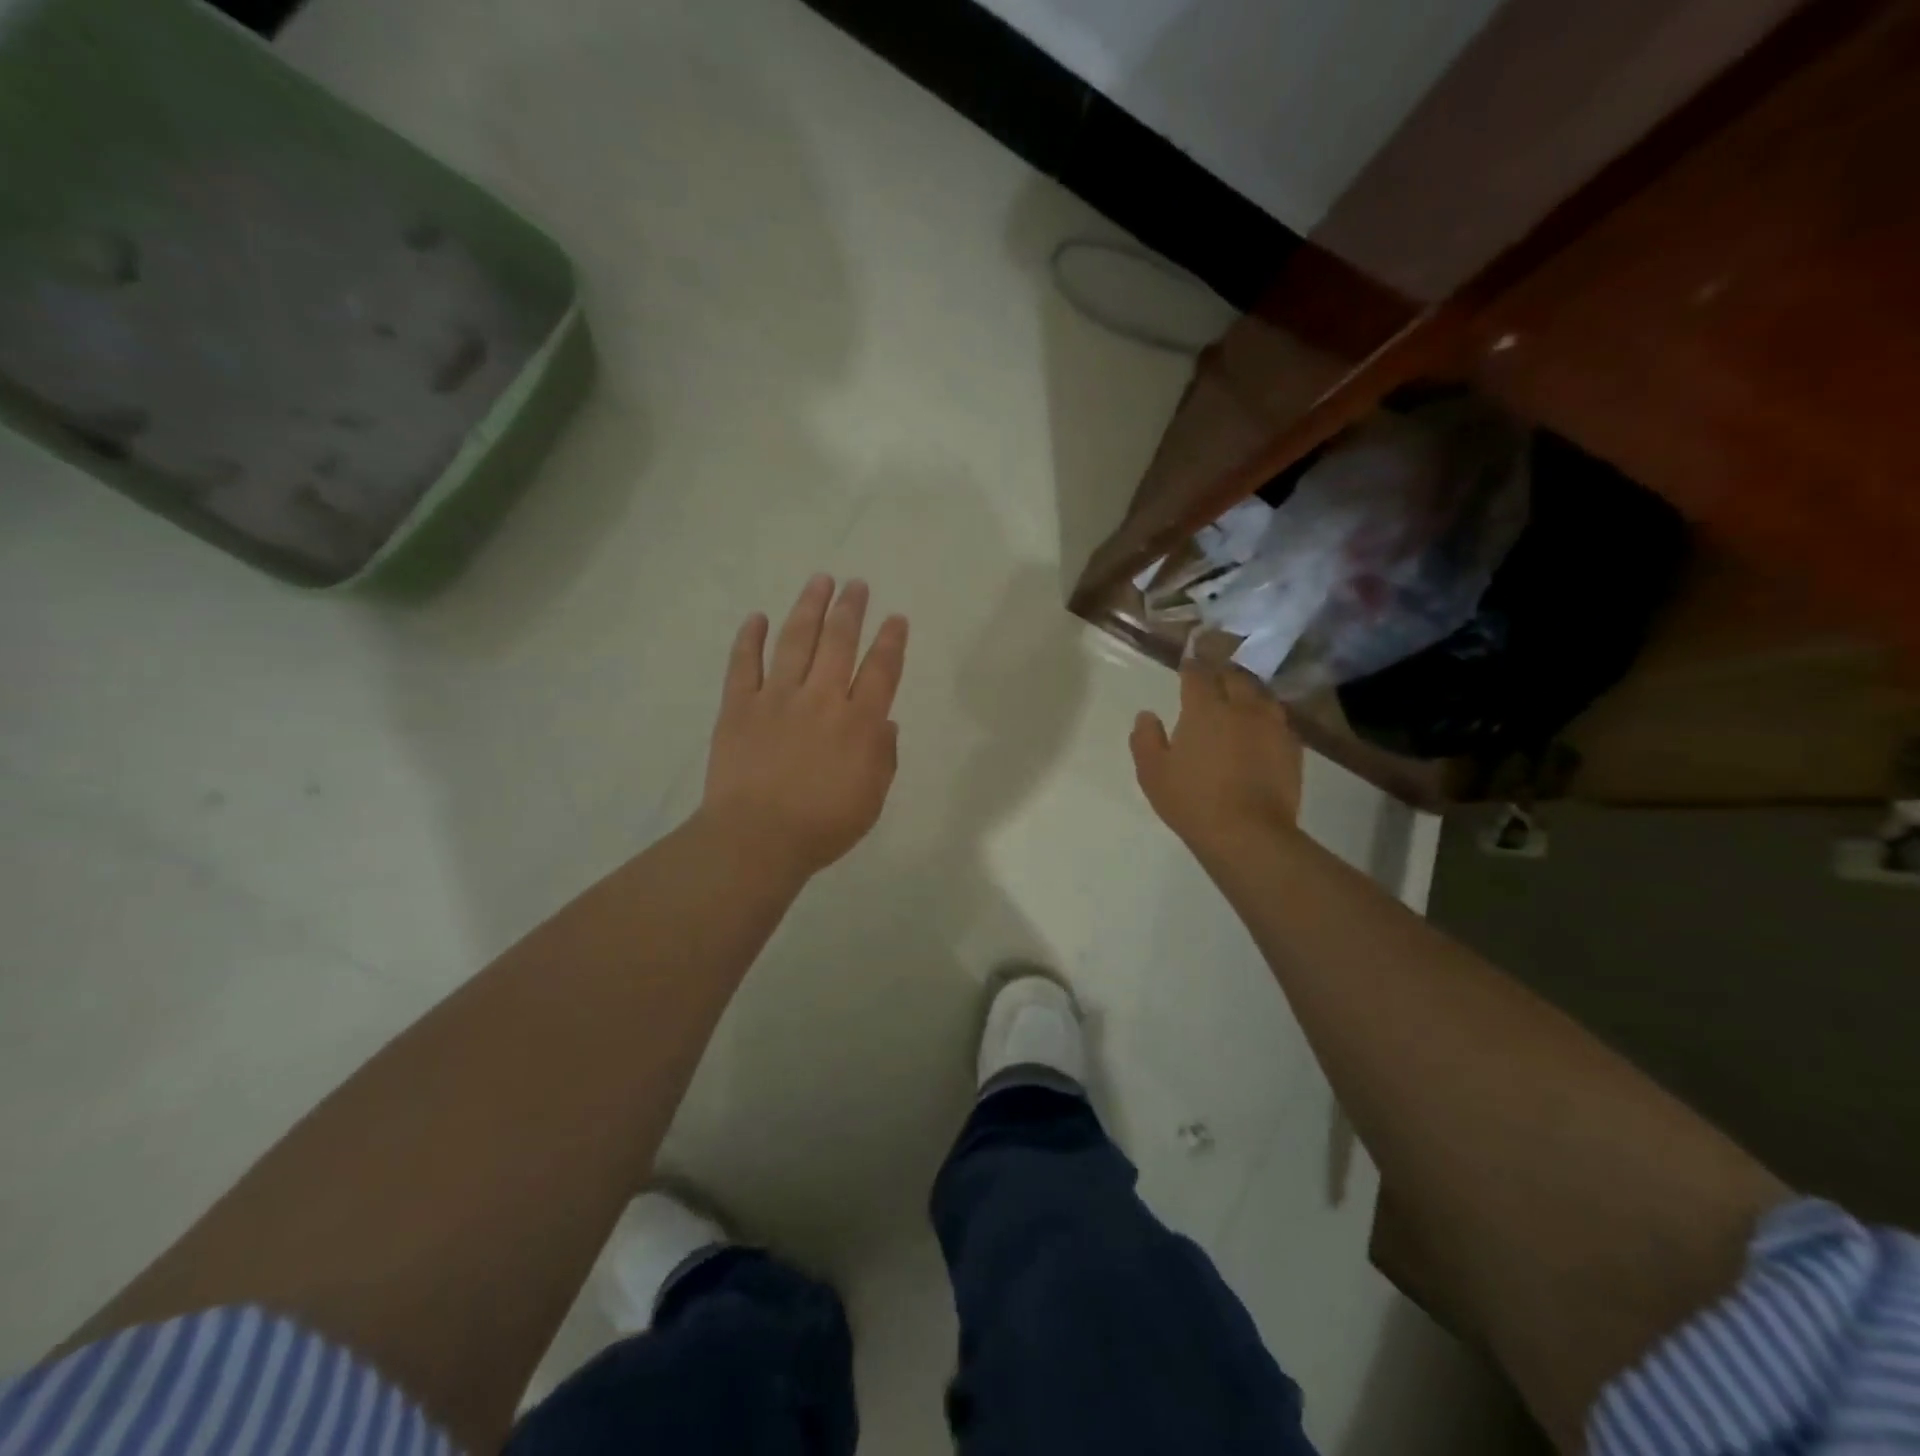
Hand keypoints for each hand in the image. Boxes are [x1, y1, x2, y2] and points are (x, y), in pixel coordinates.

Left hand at [700, 574, 908, 880]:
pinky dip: (749, 639)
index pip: (881, 670)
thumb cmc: (823, 826)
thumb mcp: (871, 799)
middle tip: (856, 585)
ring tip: (819, 581)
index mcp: (859, 723)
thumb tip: (885, 722)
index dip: (891, 641)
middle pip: (839, 642)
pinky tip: (755, 618)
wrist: (757, 839)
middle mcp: (821, 699)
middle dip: (850, 610)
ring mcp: (777, 698)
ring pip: (795, 641)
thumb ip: (883, 757)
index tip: (895, 618)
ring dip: (809, 608)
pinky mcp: (739, 707)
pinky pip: (743, 665)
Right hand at [1130, 663, 1302, 854]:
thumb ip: (1146, 739)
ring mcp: (1272, 726)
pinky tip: (1262, 728)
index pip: (1198, 674)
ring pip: (1262, 694)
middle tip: (1213, 676)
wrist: (1248, 833)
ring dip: (1248, 690)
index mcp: (1205, 709)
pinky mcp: (1293, 748)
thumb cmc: (1192, 801)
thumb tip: (1147, 715)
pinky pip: (1279, 720)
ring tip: (1240, 697)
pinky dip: (1267, 716)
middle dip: (1222, 672)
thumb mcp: (1153, 773)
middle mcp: (1242, 708)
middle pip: (1235, 677)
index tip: (1187, 665)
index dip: (1191, 666)